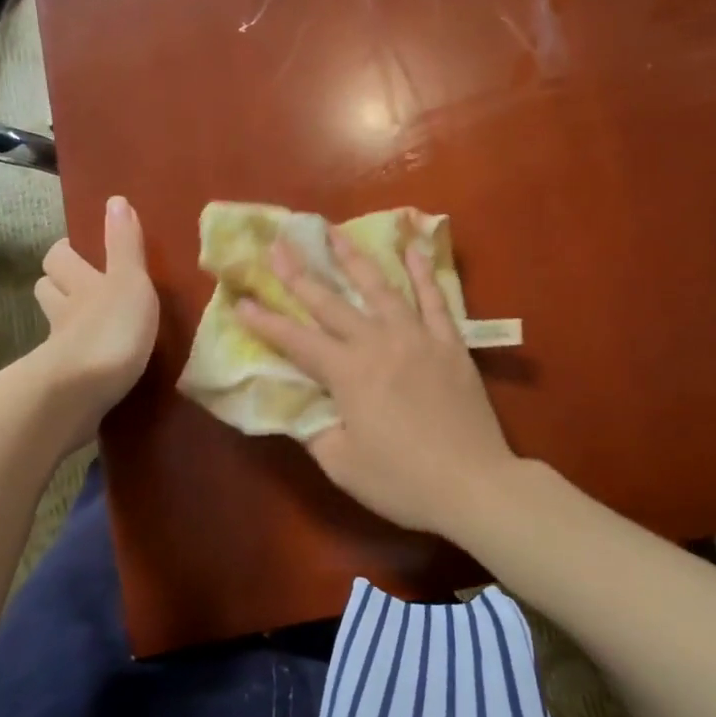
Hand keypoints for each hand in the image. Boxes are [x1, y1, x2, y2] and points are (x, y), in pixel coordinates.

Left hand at [33, 197, 158, 447]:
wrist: (81, 393)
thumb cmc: (112, 330)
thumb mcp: (129, 281)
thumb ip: (125, 245)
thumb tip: (115, 199)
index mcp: (80, 284)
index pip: (59, 257)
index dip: (67, 251)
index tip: (82, 250)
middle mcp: (64, 312)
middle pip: (47, 289)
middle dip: (59, 284)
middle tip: (83, 287)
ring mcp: (60, 349)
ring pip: (56, 326)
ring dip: (68, 321)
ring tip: (91, 323)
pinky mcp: (65, 383)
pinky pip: (68, 362)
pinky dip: (77, 359)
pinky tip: (95, 365)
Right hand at [236, 228, 517, 536]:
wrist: (473, 484)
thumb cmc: (402, 481)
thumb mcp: (342, 464)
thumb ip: (314, 430)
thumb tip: (299, 406)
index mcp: (348, 374)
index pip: (296, 342)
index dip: (266, 322)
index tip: (241, 301)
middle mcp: (379, 344)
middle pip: (331, 303)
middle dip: (300, 274)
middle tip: (278, 245)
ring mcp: (418, 338)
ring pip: (380, 289)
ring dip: (354, 259)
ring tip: (335, 232)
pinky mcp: (451, 344)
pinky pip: (435, 299)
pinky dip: (422, 272)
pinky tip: (411, 249)